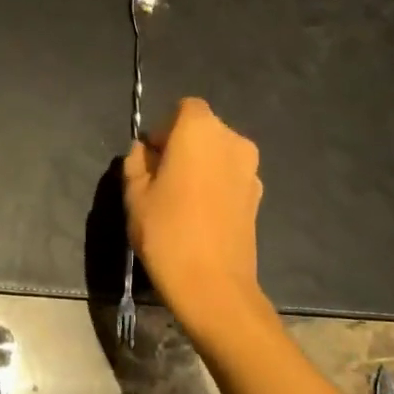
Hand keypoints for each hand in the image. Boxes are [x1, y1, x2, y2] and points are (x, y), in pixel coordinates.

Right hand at [123, 97, 267, 337]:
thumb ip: (136, 163)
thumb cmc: (166, 231)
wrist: (213, 285)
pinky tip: (200, 215)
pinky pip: (231, 176)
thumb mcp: (135, 195)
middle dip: (183, 145)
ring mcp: (250, 169)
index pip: (184, 108)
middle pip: (204, 129)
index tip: (152, 157)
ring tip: (181, 200)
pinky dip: (216, 185)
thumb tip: (144, 151)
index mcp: (199, 130)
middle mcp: (232, 140)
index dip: (166, 128)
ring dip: (201, 166)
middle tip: (161, 179)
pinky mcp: (258, 196)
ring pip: (219, 154)